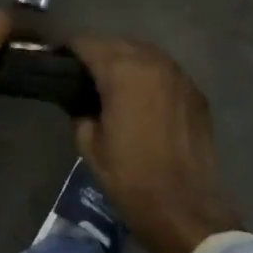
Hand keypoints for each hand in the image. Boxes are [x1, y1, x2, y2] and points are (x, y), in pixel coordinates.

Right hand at [70, 38, 242, 252]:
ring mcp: (179, 75)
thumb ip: (80, 111)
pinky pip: (164, 72)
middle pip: (117, 43)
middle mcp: (153, 62)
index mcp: (122, 71)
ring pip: (143, 53)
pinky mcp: (195, 92)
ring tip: (110, 84)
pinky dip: (148, 77)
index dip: (67, 50)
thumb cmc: (131, 178)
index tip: (56, 63)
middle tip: (81, 76)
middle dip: (97, 53)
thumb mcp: (90, 145)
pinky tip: (140, 98)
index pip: (86, 43)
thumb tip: (81, 100)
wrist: (186, 209)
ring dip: (124, 61)